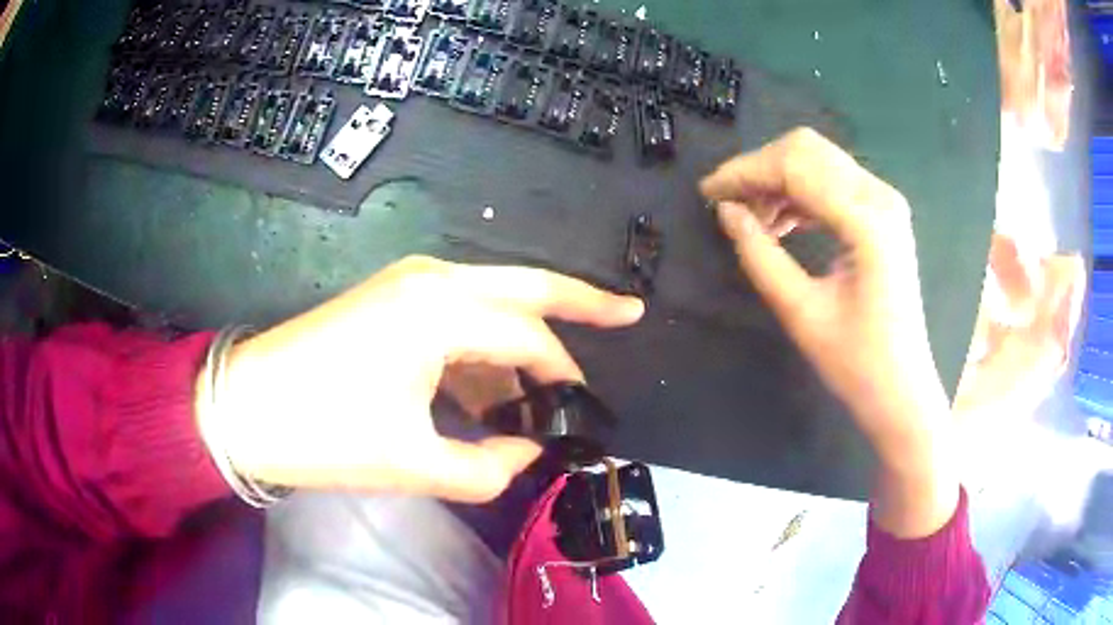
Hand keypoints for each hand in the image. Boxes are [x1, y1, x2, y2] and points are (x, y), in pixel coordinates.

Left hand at [197, 256, 643, 502]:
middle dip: (582, 300)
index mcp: (440, 310)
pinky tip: (486, 391)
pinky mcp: (390, 299)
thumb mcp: (413, 463)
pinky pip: (457, 314)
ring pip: (491, 301)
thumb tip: (528, 452)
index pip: (529, 337)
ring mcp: (408, 283)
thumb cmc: (324, 433)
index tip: (582, 411)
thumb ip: (489, 466)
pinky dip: (481, 348)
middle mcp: (432, 280)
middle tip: (628, 313)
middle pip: (527, 284)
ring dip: (519, 344)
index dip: (564, 376)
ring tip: (536, 400)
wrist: (245, 406)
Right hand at [701, 128, 957, 536]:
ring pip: (818, 160)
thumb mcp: (801, 313)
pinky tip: (781, 223)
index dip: (745, 172)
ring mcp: (885, 202)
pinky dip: (800, 192)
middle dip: (759, 169)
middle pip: (807, 150)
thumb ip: (760, 254)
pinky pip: (833, 181)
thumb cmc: (856, 364)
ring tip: (752, 220)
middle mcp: (881, 197)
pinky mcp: (883, 214)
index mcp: (867, 222)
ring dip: (778, 180)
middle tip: (728, 203)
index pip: (795, 167)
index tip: (708, 192)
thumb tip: (726, 211)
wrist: (902, 390)